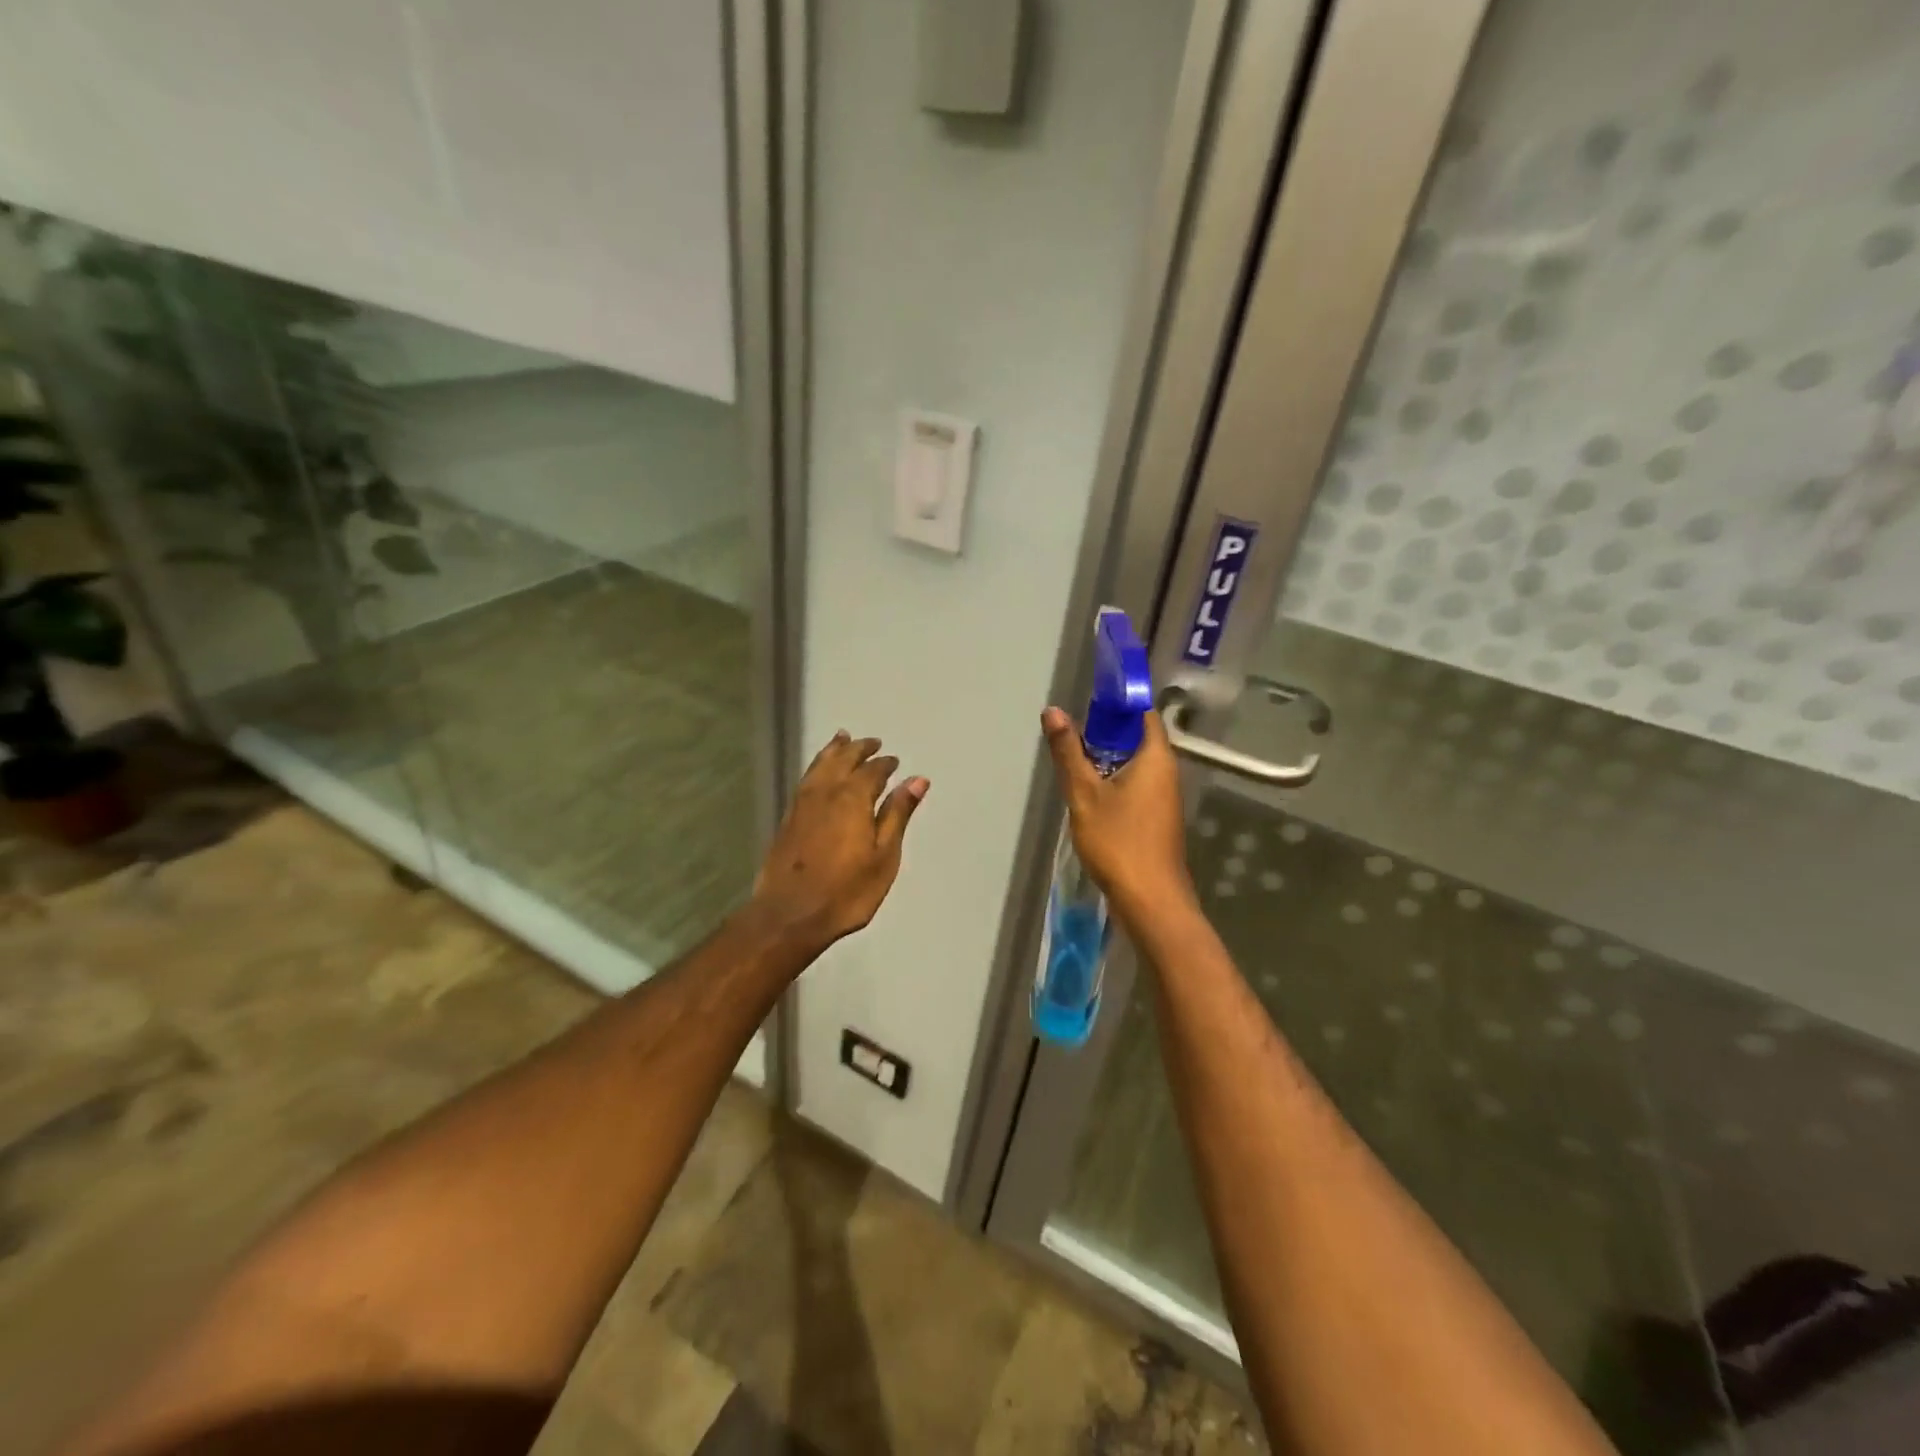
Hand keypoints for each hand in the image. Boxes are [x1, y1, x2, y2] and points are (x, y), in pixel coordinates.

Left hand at [750, 730, 928, 950]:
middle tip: (872, 742)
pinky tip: (819, 771)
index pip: (872, 771)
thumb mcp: (884, 855)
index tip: (894, 761)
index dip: (885, 764)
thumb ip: (897, 814)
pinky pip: (806, 778)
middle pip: (843, 759)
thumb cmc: (846, 891)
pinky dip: (817, 765)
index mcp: (853, 798)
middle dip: (859, 749)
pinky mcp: (788, 818)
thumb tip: (917, 779)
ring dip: (834, 750)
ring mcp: (802, 803)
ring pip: (820, 765)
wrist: (789, 915)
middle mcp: (826, 792)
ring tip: (842, 738)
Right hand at [1041, 706, 1194, 923]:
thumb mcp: (1084, 794)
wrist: (1150, 899)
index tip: (1086, 703)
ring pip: (1135, 764)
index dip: (1117, 703)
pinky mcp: (1158, 818)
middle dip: (1106, 733)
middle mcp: (1167, 771)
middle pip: (1138, 737)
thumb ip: (1068, 752)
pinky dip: (1115, 782)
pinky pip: (1136, 785)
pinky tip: (1090, 795)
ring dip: (1107, 760)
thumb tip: (1053, 711)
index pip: (1142, 713)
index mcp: (1156, 757)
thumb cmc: (1118, 841)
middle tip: (1071, 735)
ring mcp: (1165, 796)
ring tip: (1075, 763)